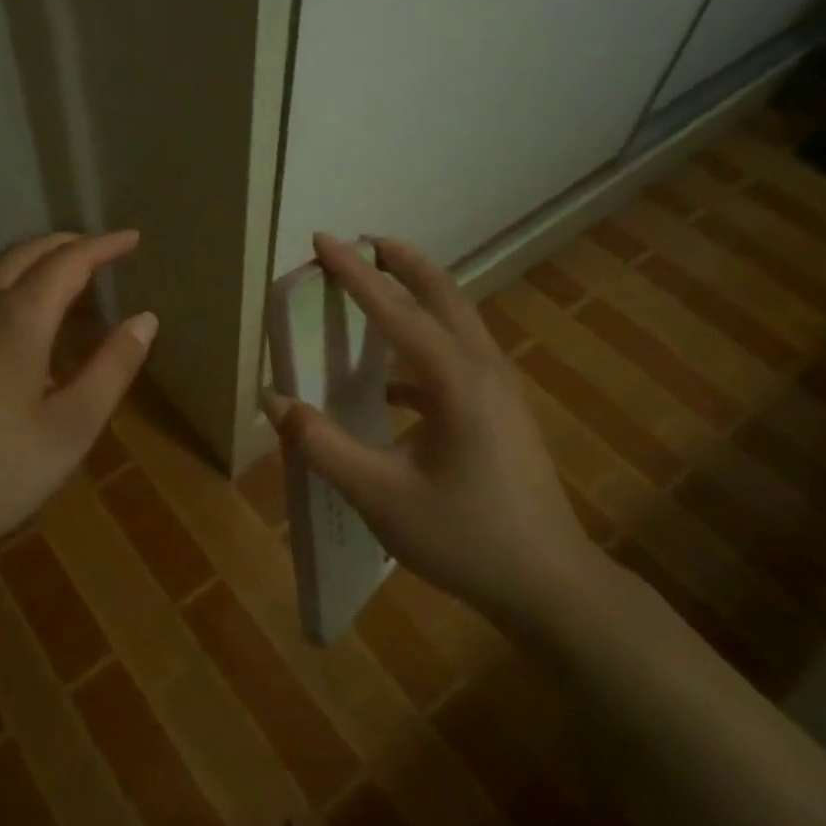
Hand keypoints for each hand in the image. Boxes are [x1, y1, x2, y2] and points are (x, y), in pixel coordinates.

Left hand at [0, 231, 157, 573]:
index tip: (131, 238)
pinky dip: (3, 294)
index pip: (68, 262)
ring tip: (59, 283)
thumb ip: (112, 368)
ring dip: (30, 267)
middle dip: (64, 244)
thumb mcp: (72, 427)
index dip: (103, 246)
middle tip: (97, 249)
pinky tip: (8, 331)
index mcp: (18, 321)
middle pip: (23, 255)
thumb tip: (146, 319)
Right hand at [261, 234, 606, 642]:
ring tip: (378, 289)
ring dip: (419, 297)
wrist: (551, 586)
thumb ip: (322, 446)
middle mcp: (484, 371)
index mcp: (456, 382)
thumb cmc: (465, 539)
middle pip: (444, 297)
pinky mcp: (503, 413)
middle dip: (404, 263)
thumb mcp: (381, 497)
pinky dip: (423, 349)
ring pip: (457, 323)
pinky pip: (459, 360)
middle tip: (366, 241)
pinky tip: (390, 384)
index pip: (396, 312)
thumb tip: (274, 403)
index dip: (355, 275)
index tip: (324, 240)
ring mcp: (501, 391)